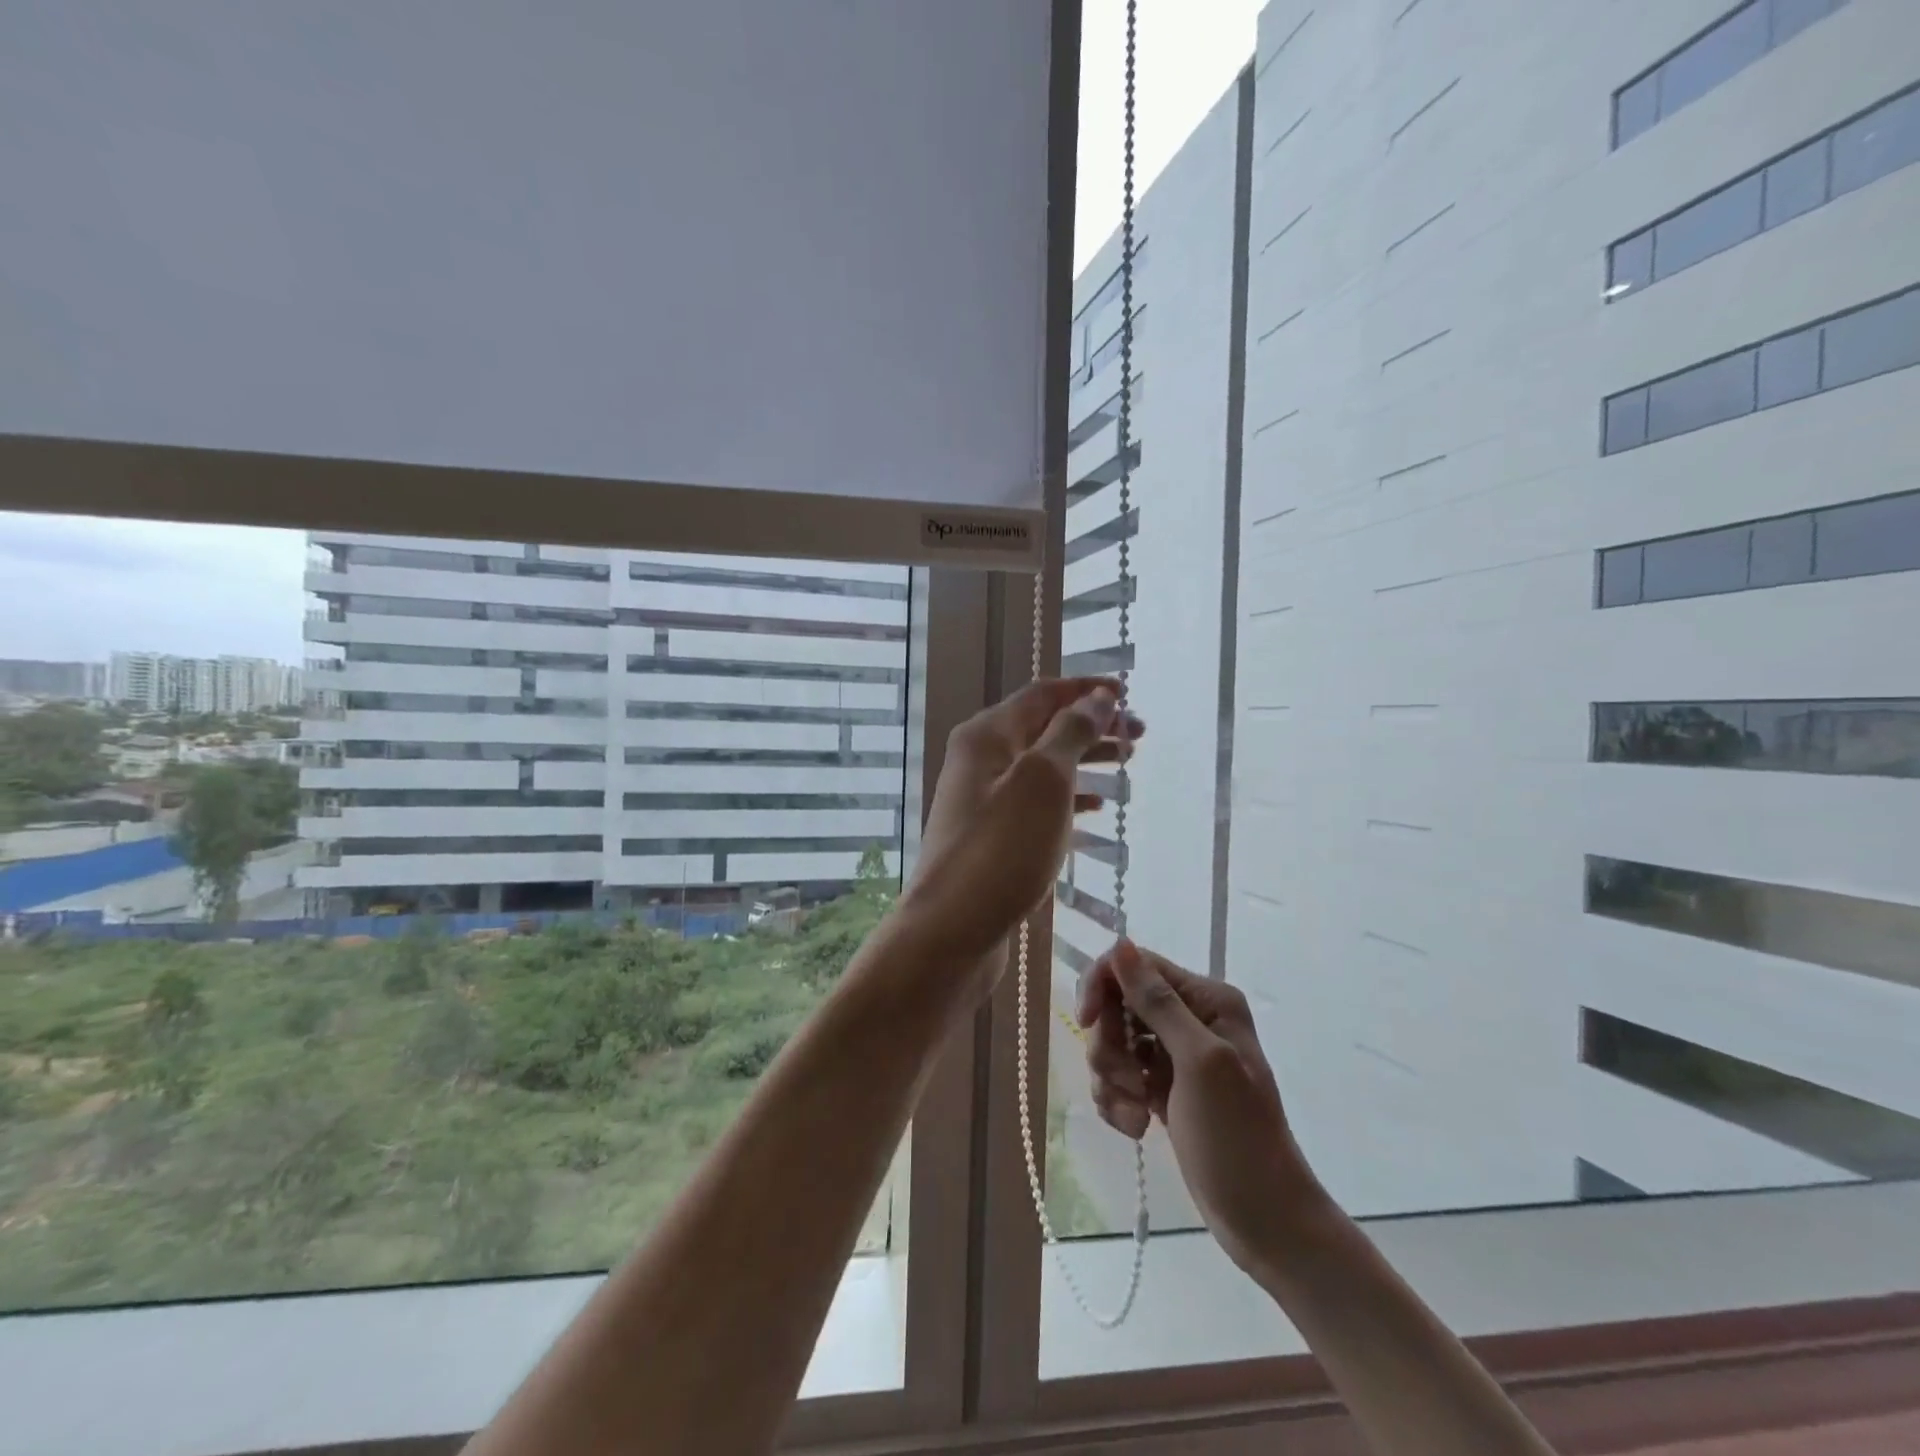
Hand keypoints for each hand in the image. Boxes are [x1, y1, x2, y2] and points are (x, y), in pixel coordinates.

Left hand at [895, 677, 1142, 970]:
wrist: (951, 929)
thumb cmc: (1001, 848)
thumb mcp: (1043, 781)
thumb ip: (1071, 733)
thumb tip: (1095, 698)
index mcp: (987, 735)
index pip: (1043, 694)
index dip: (1086, 689)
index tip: (1128, 695)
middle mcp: (980, 759)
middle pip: (1044, 728)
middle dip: (1092, 726)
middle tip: (1139, 737)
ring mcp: (983, 799)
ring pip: (1042, 766)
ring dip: (1084, 761)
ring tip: (1126, 767)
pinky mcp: (990, 835)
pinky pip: (1035, 802)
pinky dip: (1067, 798)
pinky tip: (1095, 809)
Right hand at [1077, 940, 1325, 1276]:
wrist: (1264, 1221)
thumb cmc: (1238, 1137)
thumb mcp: (1199, 1063)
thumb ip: (1158, 1002)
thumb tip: (1121, 944)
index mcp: (1206, 999)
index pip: (1135, 965)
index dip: (1103, 986)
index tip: (1088, 1023)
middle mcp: (1190, 1018)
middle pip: (1118, 1004)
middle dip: (1109, 1044)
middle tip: (1126, 1084)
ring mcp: (1174, 1055)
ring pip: (1113, 1042)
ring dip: (1112, 1079)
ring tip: (1135, 1116)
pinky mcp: (1161, 1088)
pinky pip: (1118, 1076)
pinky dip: (1116, 1100)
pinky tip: (1135, 1128)